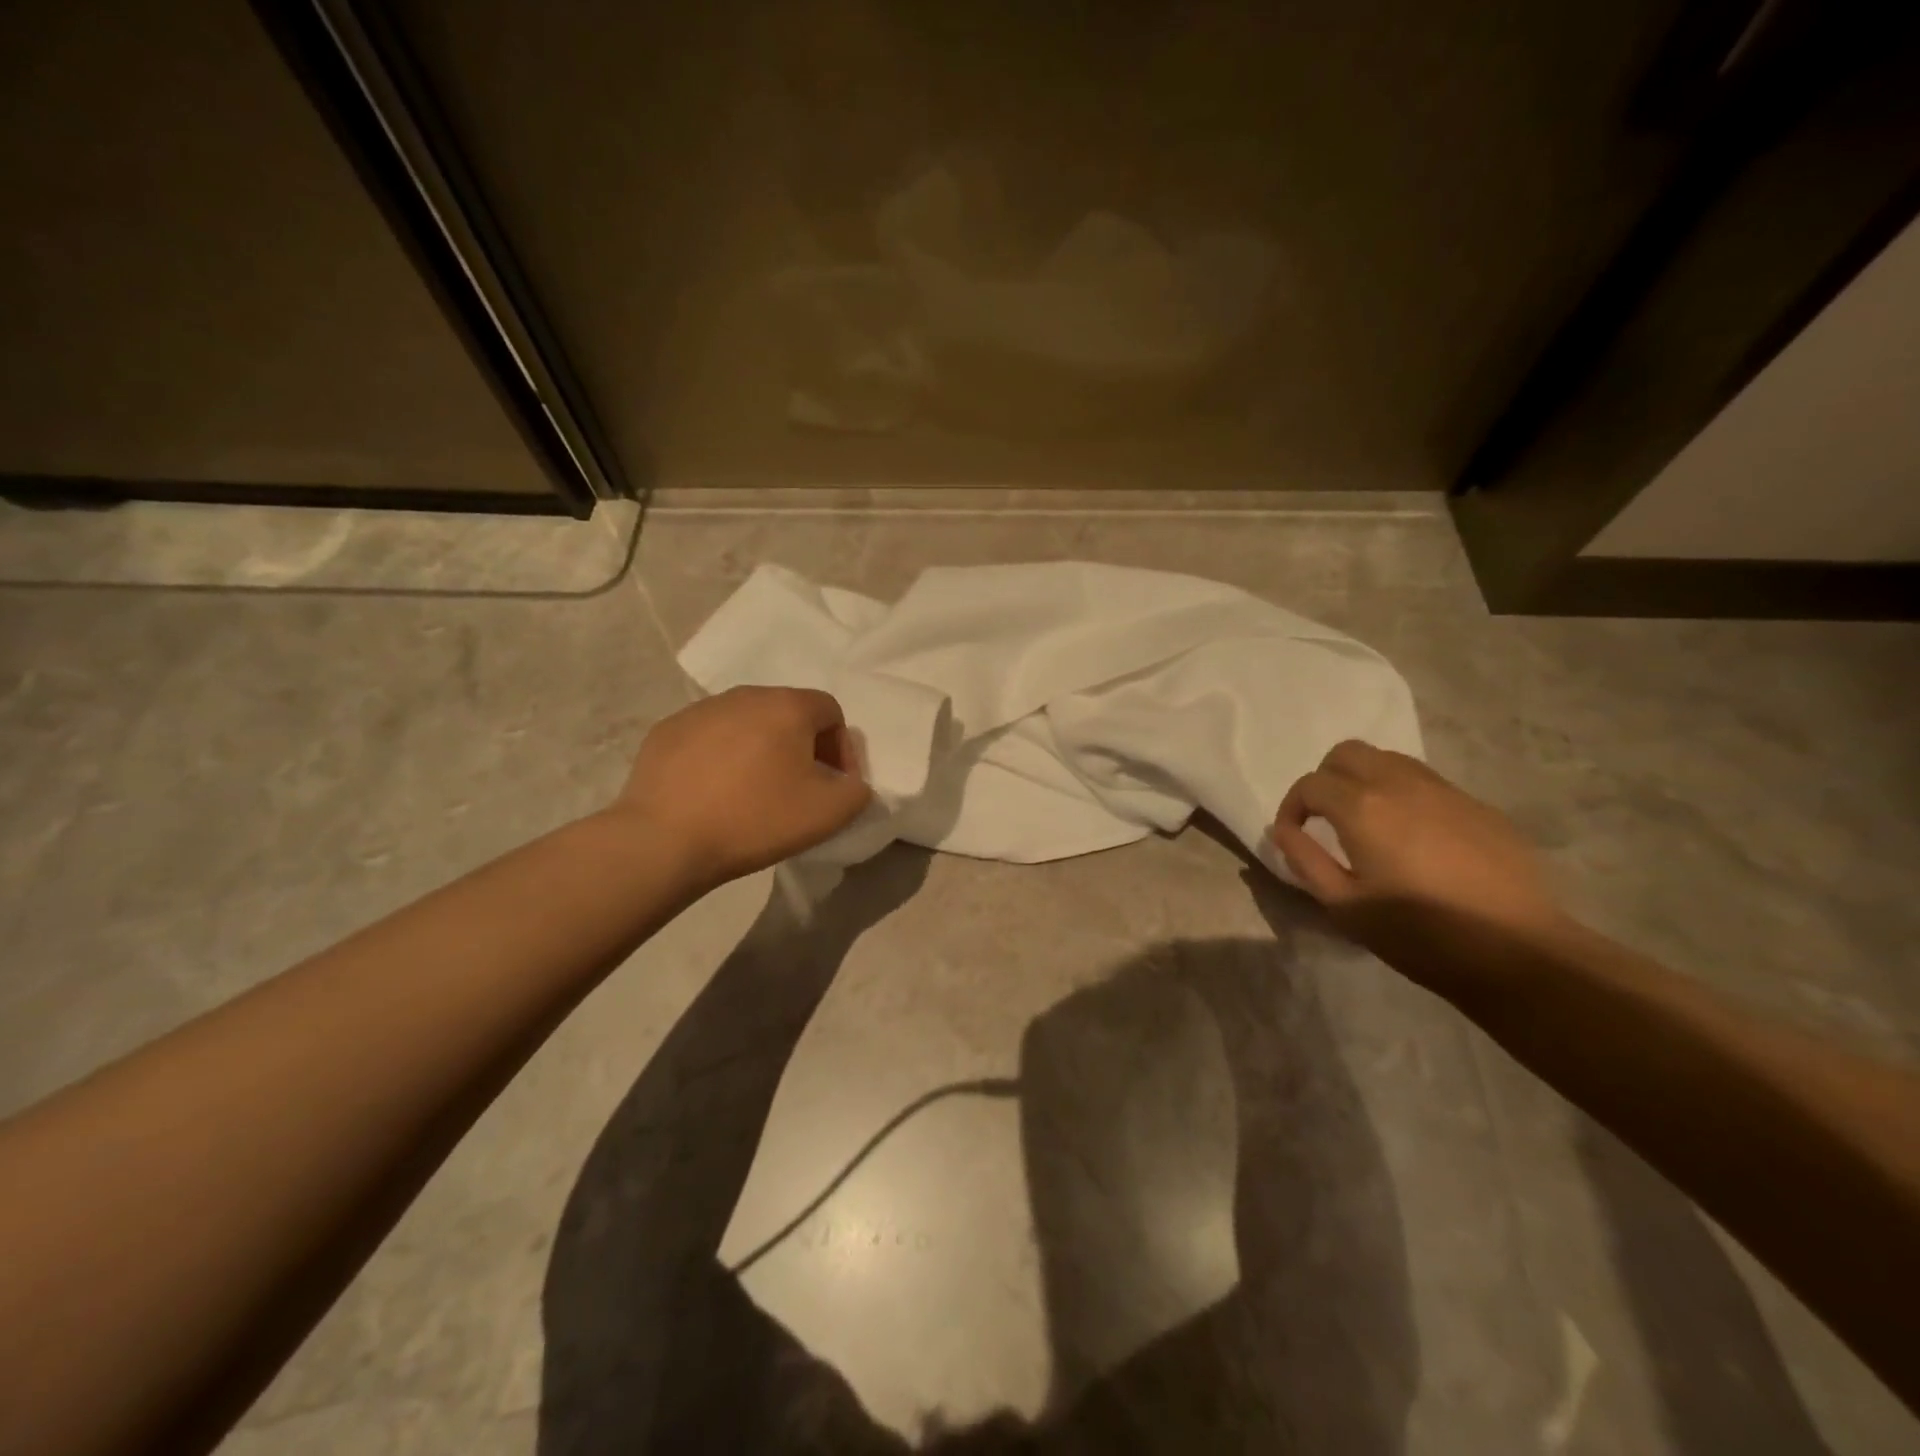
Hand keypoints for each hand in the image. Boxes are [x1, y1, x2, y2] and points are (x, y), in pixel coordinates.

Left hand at [612, 686, 871, 888]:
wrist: (665, 840)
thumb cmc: (756, 819)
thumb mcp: (829, 813)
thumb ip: (856, 790)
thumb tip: (848, 782)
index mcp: (787, 705)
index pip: (831, 711)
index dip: (842, 749)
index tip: (835, 786)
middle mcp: (745, 695)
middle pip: (788, 713)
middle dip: (802, 747)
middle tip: (799, 788)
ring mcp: (700, 710)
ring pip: (747, 723)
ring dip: (761, 750)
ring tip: (754, 792)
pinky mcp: (667, 730)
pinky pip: (710, 737)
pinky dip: (722, 758)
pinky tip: (715, 793)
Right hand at [1268, 741, 1568, 963]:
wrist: (1518, 951)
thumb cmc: (1419, 933)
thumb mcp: (1345, 906)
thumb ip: (1305, 860)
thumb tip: (1283, 831)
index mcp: (1362, 808)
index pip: (1310, 784)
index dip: (1291, 807)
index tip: (1293, 835)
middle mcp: (1400, 785)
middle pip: (1347, 753)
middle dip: (1325, 779)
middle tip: (1325, 818)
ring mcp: (1444, 791)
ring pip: (1389, 760)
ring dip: (1364, 780)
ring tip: (1367, 823)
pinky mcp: (1478, 807)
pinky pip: (1426, 783)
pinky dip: (1403, 795)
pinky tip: (1413, 838)